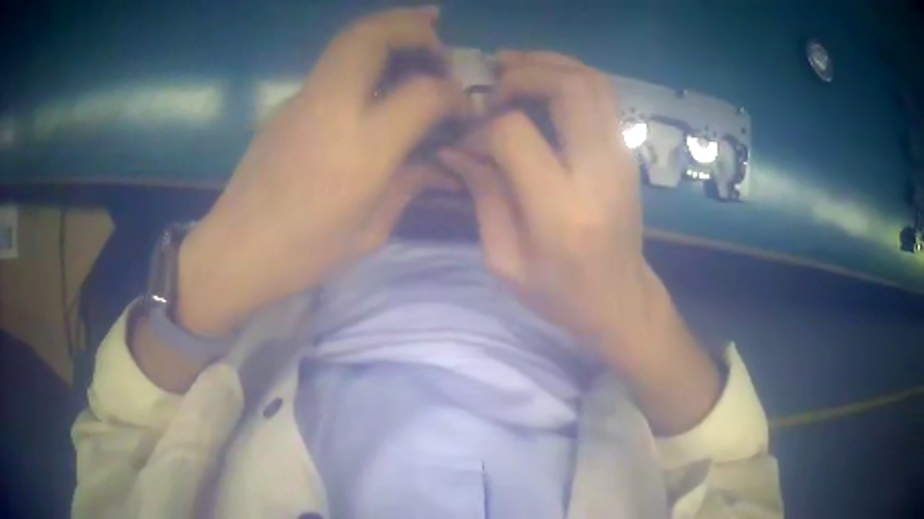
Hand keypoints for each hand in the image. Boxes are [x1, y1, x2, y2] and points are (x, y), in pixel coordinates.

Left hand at [177, 8, 463, 334]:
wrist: (234, 251)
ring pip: (348, 39)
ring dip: (388, 27)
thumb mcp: (369, 232)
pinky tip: (379, 71)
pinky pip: (333, 62)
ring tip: (419, 30)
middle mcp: (331, 109)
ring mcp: (302, 100)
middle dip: (413, 26)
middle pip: (373, 36)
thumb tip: (438, 160)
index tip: (462, 107)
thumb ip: (409, 184)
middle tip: (439, 35)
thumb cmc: (303, 253)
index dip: (451, 93)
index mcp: (360, 149)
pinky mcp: (286, 104)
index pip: (422, 93)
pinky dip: (364, 51)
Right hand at [440, 51, 720, 432]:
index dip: (483, 128)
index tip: (468, 143)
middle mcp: (599, 172)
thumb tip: (454, 147)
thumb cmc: (561, 294)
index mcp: (561, 210)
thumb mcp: (505, 259)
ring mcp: (620, 158)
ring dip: (549, 63)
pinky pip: (602, 95)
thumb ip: (482, 195)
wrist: (621, 300)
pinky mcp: (626, 153)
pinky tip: (541, 84)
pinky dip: (569, 77)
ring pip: (593, 82)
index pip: (515, 133)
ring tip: (512, 67)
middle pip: (568, 88)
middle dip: (522, 73)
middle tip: (493, 84)